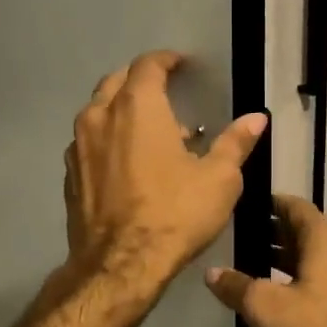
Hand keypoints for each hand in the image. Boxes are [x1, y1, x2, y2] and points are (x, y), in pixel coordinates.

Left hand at [62, 51, 267, 295]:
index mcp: (137, 107)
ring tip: (149, 132)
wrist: (120, 265)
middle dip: (140, 80)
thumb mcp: (219, 178)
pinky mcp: (69, 175)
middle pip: (116, 81)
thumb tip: (257, 118)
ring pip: (97, 111)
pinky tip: (126, 163)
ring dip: (121, 111)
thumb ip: (235, 143)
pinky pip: (88, 143)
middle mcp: (100, 116)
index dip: (167, 60)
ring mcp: (78, 146)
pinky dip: (107, 140)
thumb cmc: (175, 214)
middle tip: (164, 92)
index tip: (181, 65)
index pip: (148, 65)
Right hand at [204, 194, 326, 326]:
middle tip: (244, 241)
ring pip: (317, 258)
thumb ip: (236, 285)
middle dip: (276, 234)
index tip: (248, 209)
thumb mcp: (264, 306)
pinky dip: (304, 279)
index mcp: (324, 240)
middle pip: (307, 232)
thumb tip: (212, 273)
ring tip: (257, 269)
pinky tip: (284, 297)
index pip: (296, 206)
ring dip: (289, 260)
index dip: (271, 204)